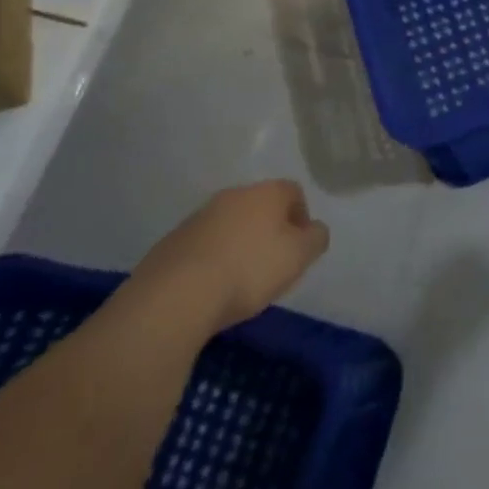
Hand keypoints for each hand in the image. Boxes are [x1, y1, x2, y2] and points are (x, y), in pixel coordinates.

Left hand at [131, 182, 329, 330]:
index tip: (299, 247)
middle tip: (272, 263)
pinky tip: (210, 288)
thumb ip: (316, 238)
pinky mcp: (171, 242)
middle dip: (268, 230)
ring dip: (238, 244)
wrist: (175, 296)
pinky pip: (202, 245)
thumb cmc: (249, 270)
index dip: (301, 217)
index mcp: (266, 193)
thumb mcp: (298, 256)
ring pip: (229, 225)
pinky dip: (211, 260)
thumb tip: (314, 230)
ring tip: (239, 280)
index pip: (293, 191)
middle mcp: (232, 195)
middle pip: (259, 206)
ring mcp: (198, 217)